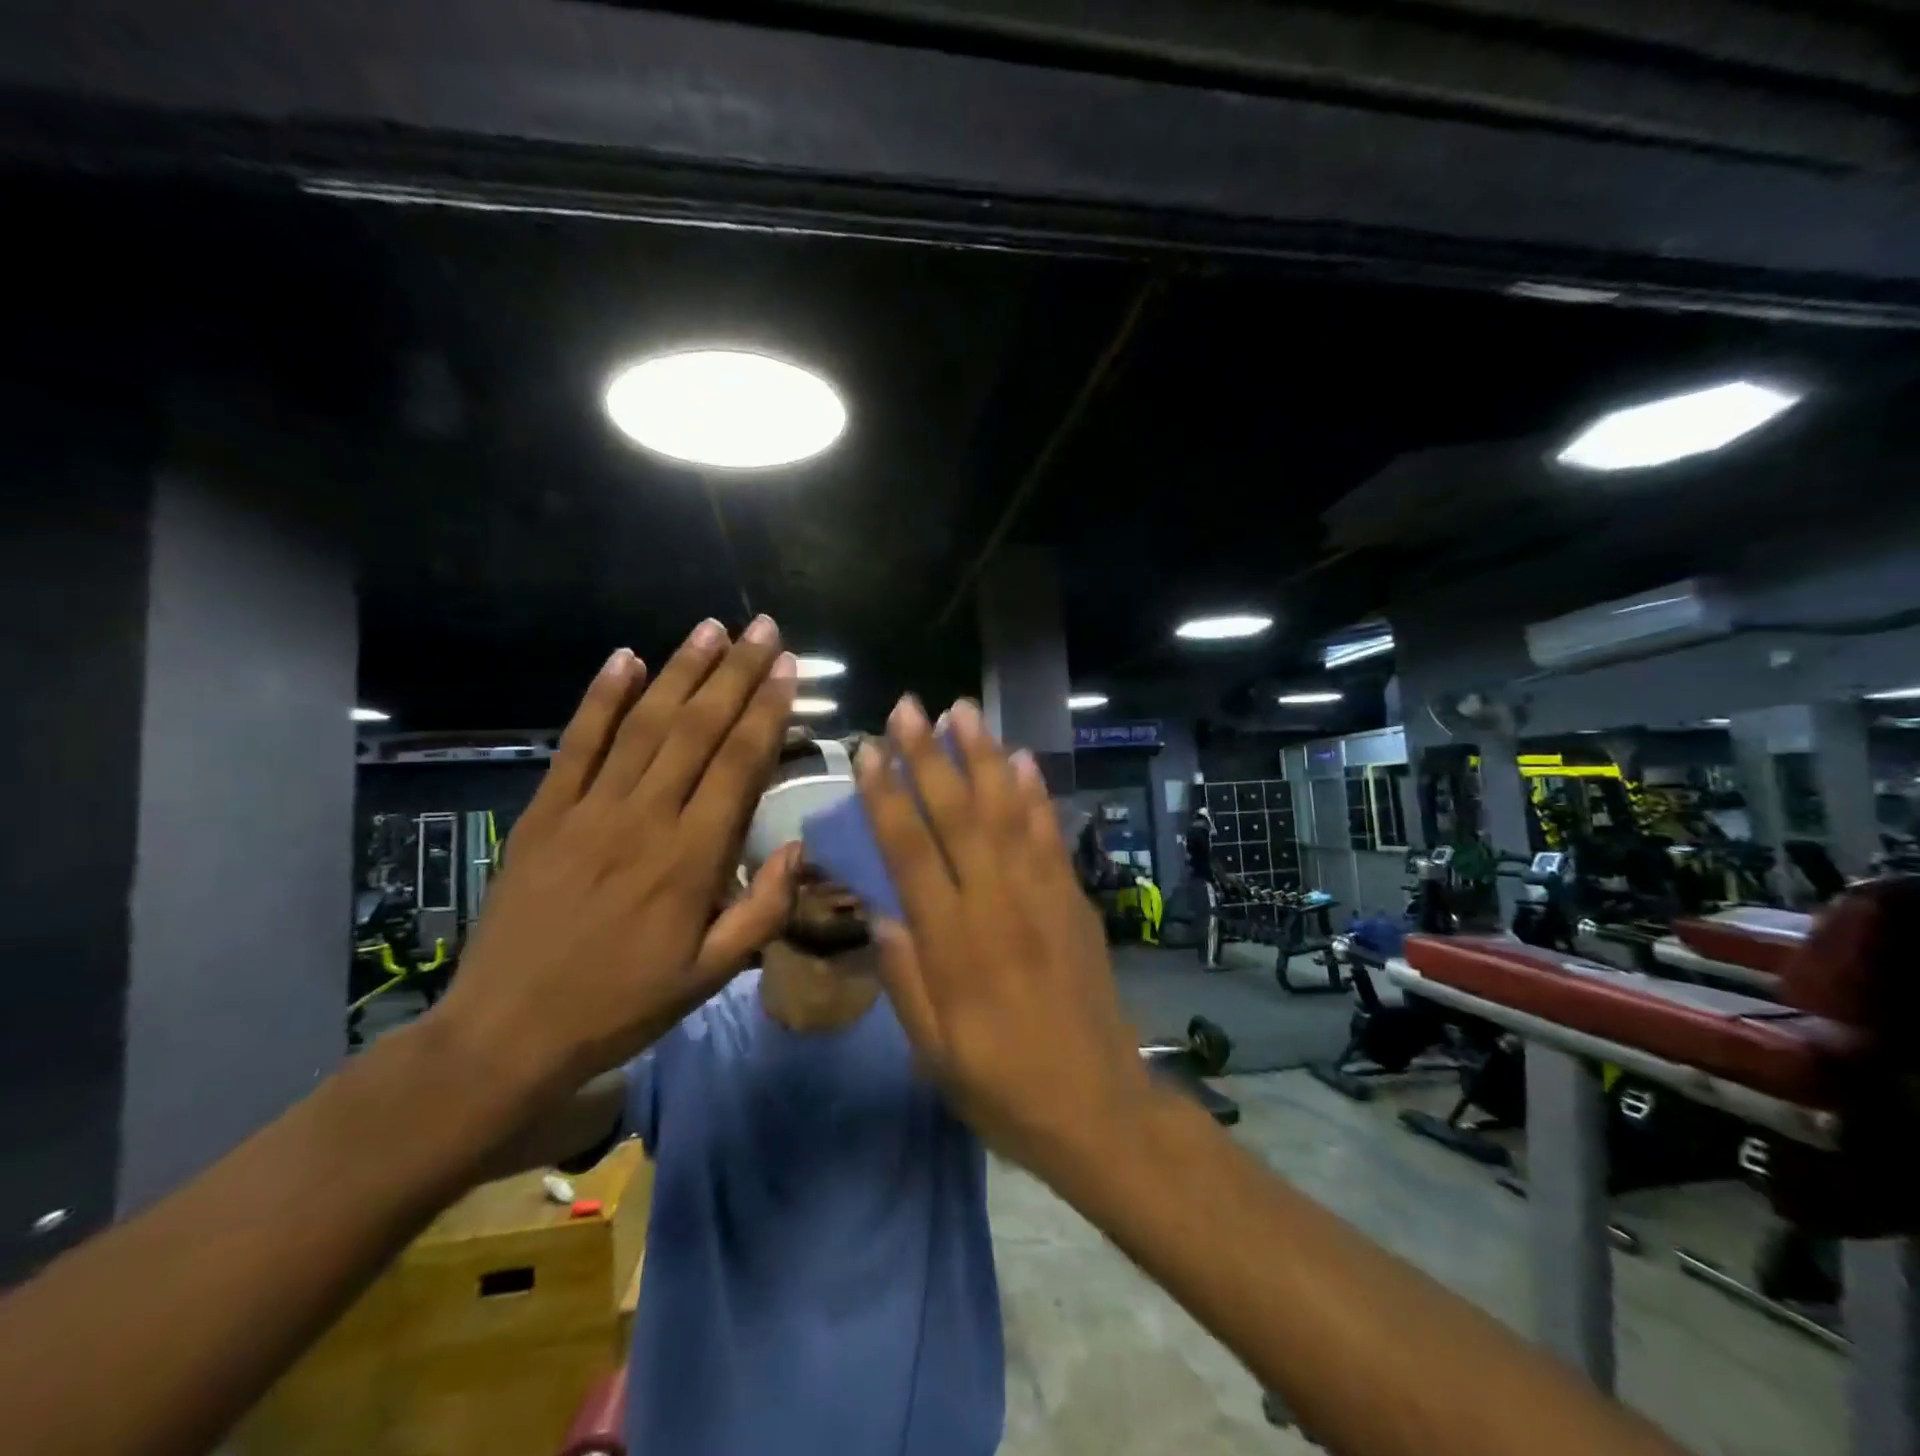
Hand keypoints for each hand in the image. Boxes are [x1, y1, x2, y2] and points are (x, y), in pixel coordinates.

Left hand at [433, 617, 796, 1101]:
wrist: (506, 1034)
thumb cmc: (622, 1005)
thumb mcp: (711, 976)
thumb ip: (763, 911)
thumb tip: (799, 849)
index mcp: (692, 860)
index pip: (738, 764)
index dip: (766, 710)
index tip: (786, 667)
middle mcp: (644, 820)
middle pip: (697, 729)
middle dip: (735, 673)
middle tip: (762, 627)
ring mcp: (588, 811)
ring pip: (644, 725)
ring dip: (680, 671)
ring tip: (710, 629)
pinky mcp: (544, 814)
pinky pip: (576, 745)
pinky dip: (600, 699)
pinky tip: (624, 660)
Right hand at [855, 696, 1150, 1173]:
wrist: (1098, 1107)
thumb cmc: (1002, 1086)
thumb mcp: (933, 1051)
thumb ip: (904, 979)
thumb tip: (880, 914)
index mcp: (953, 943)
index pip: (910, 852)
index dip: (886, 797)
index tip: (866, 752)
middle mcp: (997, 905)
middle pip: (957, 816)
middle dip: (928, 756)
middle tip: (908, 706)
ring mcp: (1042, 896)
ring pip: (1007, 812)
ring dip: (983, 757)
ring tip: (961, 711)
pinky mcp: (1074, 899)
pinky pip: (1051, 835)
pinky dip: (1035, 793)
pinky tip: (1020, 759)